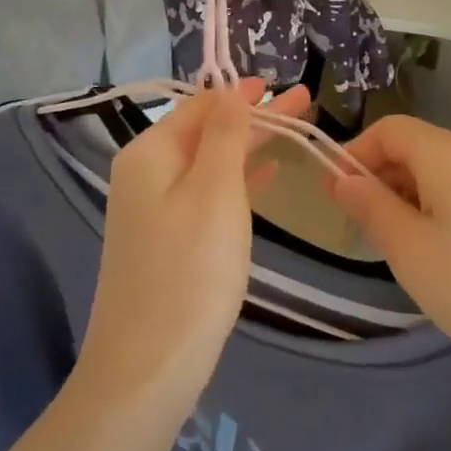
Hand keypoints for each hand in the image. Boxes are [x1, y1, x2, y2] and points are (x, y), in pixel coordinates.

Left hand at [81, 79, 308, 404]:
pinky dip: (238, 179)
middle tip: (305, 102)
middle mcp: (145, 173)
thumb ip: (225, 136)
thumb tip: (231, 91)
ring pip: (210, 162)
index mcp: (150, 153)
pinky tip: (267, 175)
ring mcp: (154, 208)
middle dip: (255, 116)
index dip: (244, 93)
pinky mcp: (168, 239)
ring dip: (250, 145)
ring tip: (294, 131)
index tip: (284, 83)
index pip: (202, 105)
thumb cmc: (189, 271)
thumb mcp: (214, 192)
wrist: (149, 367)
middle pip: (207, 131)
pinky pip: (207, 193)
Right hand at [329, 116, 450, 396]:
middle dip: (379, 177)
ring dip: (405, 197)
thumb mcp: (408, 248)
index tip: (335, 194)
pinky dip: (434, 211)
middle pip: (414, 147)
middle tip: (359, 226)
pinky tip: (435, 255)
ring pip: (438, 174)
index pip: (389, 128)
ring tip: (393, 246)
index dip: (355, 152)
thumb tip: (342, 177)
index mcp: (447, 154)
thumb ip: (370, 206)